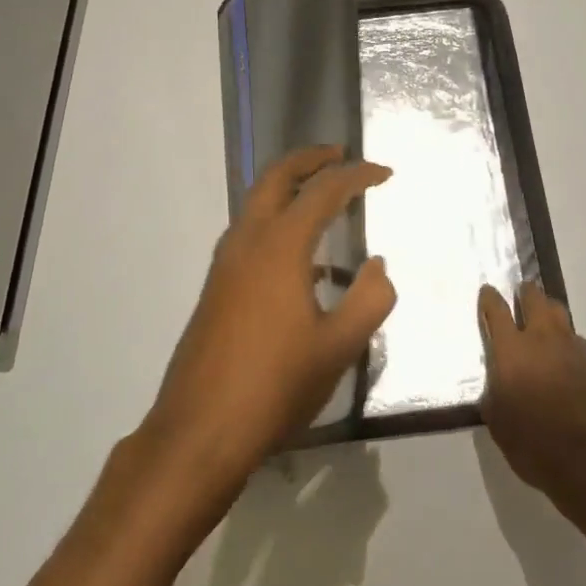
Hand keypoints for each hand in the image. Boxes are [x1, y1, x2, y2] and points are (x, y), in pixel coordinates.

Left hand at [142, 146, 396, 491]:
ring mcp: (224, 266)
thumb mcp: (339, 347)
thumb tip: (379, 265)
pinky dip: (277, 224)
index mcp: (280, 247)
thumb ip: (370, 299)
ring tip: (324, 199)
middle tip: (340, 155)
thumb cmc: (276, 385)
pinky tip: (304, 263)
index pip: (323, 192)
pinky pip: (249, 236)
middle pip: (275, 179)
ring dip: (288, 190)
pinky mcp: (215, 289)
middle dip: (309, 160)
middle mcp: (246, 243)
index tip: (385, 173)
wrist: (200, 430)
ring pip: (256, 205)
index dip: (357, 176)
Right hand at [478, 282, 585, 499]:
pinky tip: (566, 362)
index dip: (489, 298)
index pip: (497, 310)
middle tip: (521, 295)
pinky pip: (578, 342)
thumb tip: (499, 382)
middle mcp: (543, 339)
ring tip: (544, 323)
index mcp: (512, 350)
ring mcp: (574, 348)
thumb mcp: (498, 421)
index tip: (487, 292)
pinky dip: (567, 344)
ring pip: (560, 314)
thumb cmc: (533, 444)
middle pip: (535, 298)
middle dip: (525, 293)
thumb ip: (495, 392)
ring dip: (548, 312)